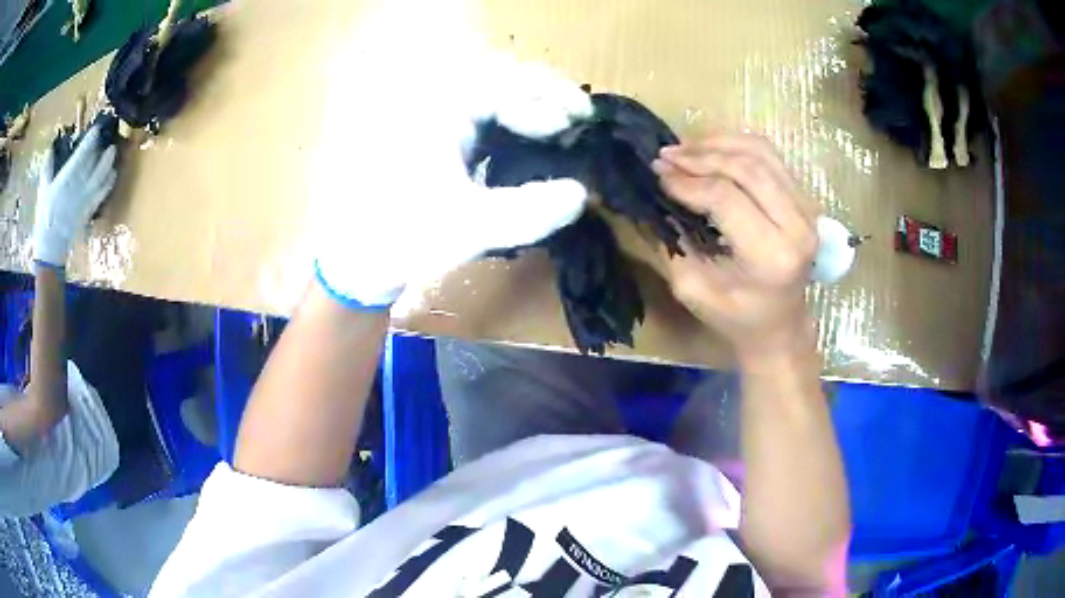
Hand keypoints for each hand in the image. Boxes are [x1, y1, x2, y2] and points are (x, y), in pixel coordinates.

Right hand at [32, 125, 117, 268]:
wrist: (50, 248)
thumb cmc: (44, 217)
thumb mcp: (42, 191)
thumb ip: (47, 168)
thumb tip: (51, 147)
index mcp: (65, 180)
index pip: (81, 155)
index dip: (91, 140)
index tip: (97, 129)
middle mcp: (77, 187)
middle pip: (93, 163)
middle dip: (101, 149)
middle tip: (106, 138)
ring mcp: (85, 200)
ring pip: (101, 177)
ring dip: (108, 163)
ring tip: (112, 151)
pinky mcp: (89, 211)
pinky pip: (102, 193)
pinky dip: (109, 182)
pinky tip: (112, 173)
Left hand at [312, 5, 590, 308]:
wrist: (353, 263)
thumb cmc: (401, 239)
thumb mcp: (468, 227)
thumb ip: (528, 211)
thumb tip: (581, 195)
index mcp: (436, 111)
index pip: (502, 83)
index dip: (547, 97)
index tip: (581, 118)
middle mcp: (431, 105)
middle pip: (496, 80)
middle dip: (540, 95)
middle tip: (575, 119)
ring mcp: (428, 121)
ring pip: (486, 96)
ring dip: (524, 107)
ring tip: (557, 127)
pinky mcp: (429, 141)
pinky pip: (475, 118)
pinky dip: (506, 124)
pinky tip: (524, 142)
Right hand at [653, 133, 818, 363]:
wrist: (780, 325)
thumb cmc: (735, 316)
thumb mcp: (692, 288)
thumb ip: (672, 240)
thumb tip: (652, 196)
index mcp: (771, 256)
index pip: (725, 198)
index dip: (687, 182)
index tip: (658, 176)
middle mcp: (797, 226)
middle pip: (746, 168)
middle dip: (699, 156)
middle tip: (665, 157)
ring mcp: (807, 209)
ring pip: (760, 153)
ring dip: (717, 143)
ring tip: (683, 148)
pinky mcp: (805, 199)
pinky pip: (770, 156)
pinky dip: (736, 144)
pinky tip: (710, 147)